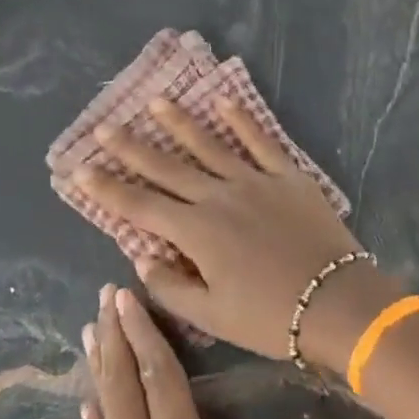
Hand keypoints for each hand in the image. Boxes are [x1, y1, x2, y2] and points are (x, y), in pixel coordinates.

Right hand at [74, 99, 402, 368]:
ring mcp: (254, 180)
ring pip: (209, 145)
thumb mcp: (213, 316)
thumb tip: (140, 258)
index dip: (107, 188)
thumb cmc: (271, 317)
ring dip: (180, 122)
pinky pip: (260, 141)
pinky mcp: (287, 175)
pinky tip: (223, 100)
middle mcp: (219, 197)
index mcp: (197, 232)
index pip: (140, 206)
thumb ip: (171, 287)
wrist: (338, 303)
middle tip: (105, 127)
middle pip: (167, 167)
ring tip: (155, 101)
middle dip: (132, 148)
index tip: (79, 170)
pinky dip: (241, 120)